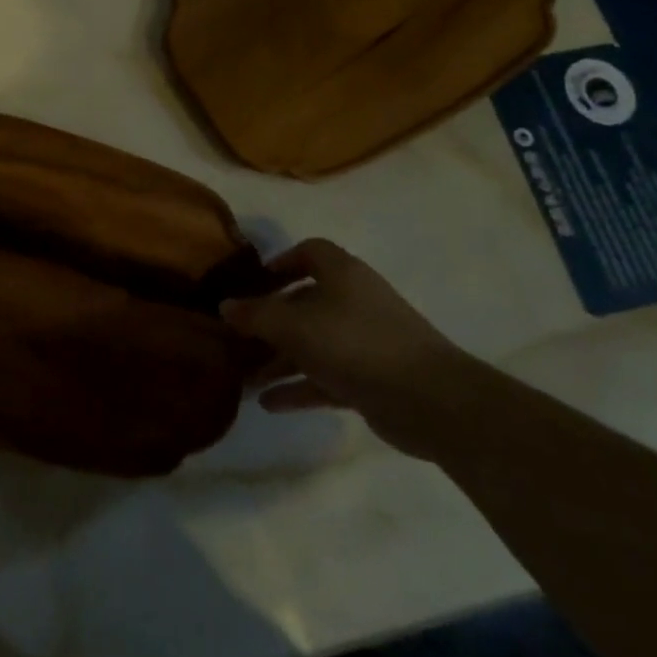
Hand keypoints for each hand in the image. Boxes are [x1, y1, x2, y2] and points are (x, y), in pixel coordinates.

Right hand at [221, 239, 469, 454]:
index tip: (254, 282)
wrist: (431, 400)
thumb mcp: (294, 325)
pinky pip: (326, 377)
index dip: (281, 262)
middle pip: (305, 302)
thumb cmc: (356, 344)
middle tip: (239, 338)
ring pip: (314, 343)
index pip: (309, 252)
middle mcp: (354, 301)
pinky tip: (269, 403)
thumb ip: (256, 315)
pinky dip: (300, 387)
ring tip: (245, 377)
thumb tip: (225, 306)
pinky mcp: (372, 379)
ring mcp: (365, 341)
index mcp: (342, 274)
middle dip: (271, 321)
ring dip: (280, 359)